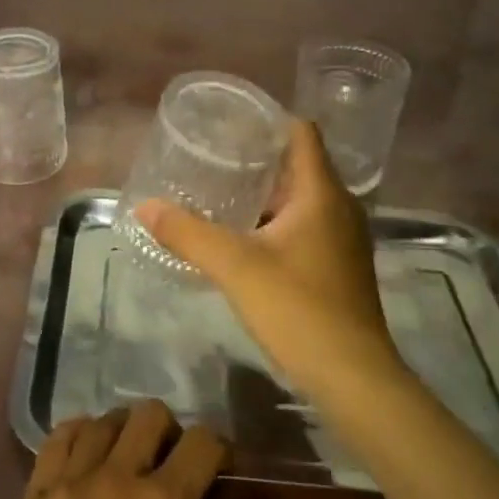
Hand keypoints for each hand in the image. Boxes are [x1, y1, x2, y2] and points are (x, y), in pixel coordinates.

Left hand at [0, 402, 268, 498]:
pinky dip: (77, 434)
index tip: (223, 467)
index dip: (219, 447)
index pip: (201, 442)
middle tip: (173, 463)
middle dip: (171, 429)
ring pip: (103, 420)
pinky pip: (57, 438)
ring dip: (124, 431)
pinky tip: (84, 456)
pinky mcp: (32, 495)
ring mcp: (68, 481)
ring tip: (129, 459)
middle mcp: (114, 477)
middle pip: (149, 414)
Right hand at [137, 120, 406, 404]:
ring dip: (265, 193)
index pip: (301, 132)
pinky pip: (305, 225)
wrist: (354, 379)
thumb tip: (144, 207)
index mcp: (322, 192)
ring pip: (301, 198)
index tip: (229, 123)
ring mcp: (343, 238)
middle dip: (257, 157)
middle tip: (212, 156)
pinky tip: (245, 237)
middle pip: (298, 164)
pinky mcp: (339, 266)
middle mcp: (339, 207)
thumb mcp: (235, 267)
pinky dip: (276, 221)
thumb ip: (188, 233)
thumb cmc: (299, 309)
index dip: (267, 120)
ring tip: (220, 191)